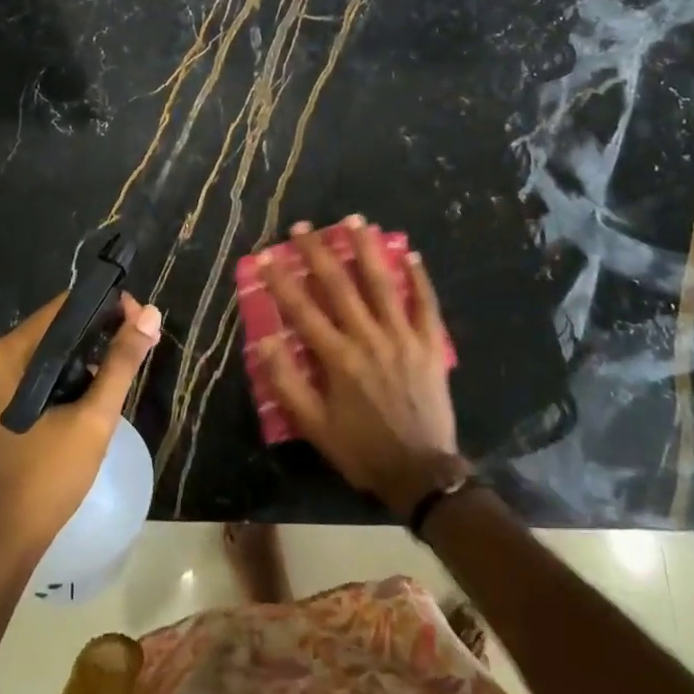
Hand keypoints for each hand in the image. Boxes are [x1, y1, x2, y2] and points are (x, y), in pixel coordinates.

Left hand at [0, 292, 161, 561]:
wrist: (5, 539)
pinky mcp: (2, 400)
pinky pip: (43, 370)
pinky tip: (97, 387)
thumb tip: (150, 313)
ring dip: (89, 353)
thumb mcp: (94, 417)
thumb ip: (121, 362)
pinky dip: (71, 372)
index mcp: (9, 354)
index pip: (65, 307)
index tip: (143, 322)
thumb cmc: (48, 476)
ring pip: (53, 348)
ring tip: (126, 365)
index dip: (108, 307)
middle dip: (102, 330)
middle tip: (142, 344)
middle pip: (59, 325)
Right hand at [257, 217, 461, 515]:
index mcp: (338, 358)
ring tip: (355, 220)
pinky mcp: (430, 345)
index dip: (281, 281)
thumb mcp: (314, 426)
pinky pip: (426, 305)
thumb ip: (288, 383)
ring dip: (367, 250)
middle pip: (340, 286)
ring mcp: (404, 338)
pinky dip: (419, 279)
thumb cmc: (361, 449)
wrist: (420, 472)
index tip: (265, 256)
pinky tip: (411, 254)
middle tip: (303, 226)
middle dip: (318, 253)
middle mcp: (369, 338)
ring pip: (383, 284)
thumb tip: (263, 342)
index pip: (303, 310)